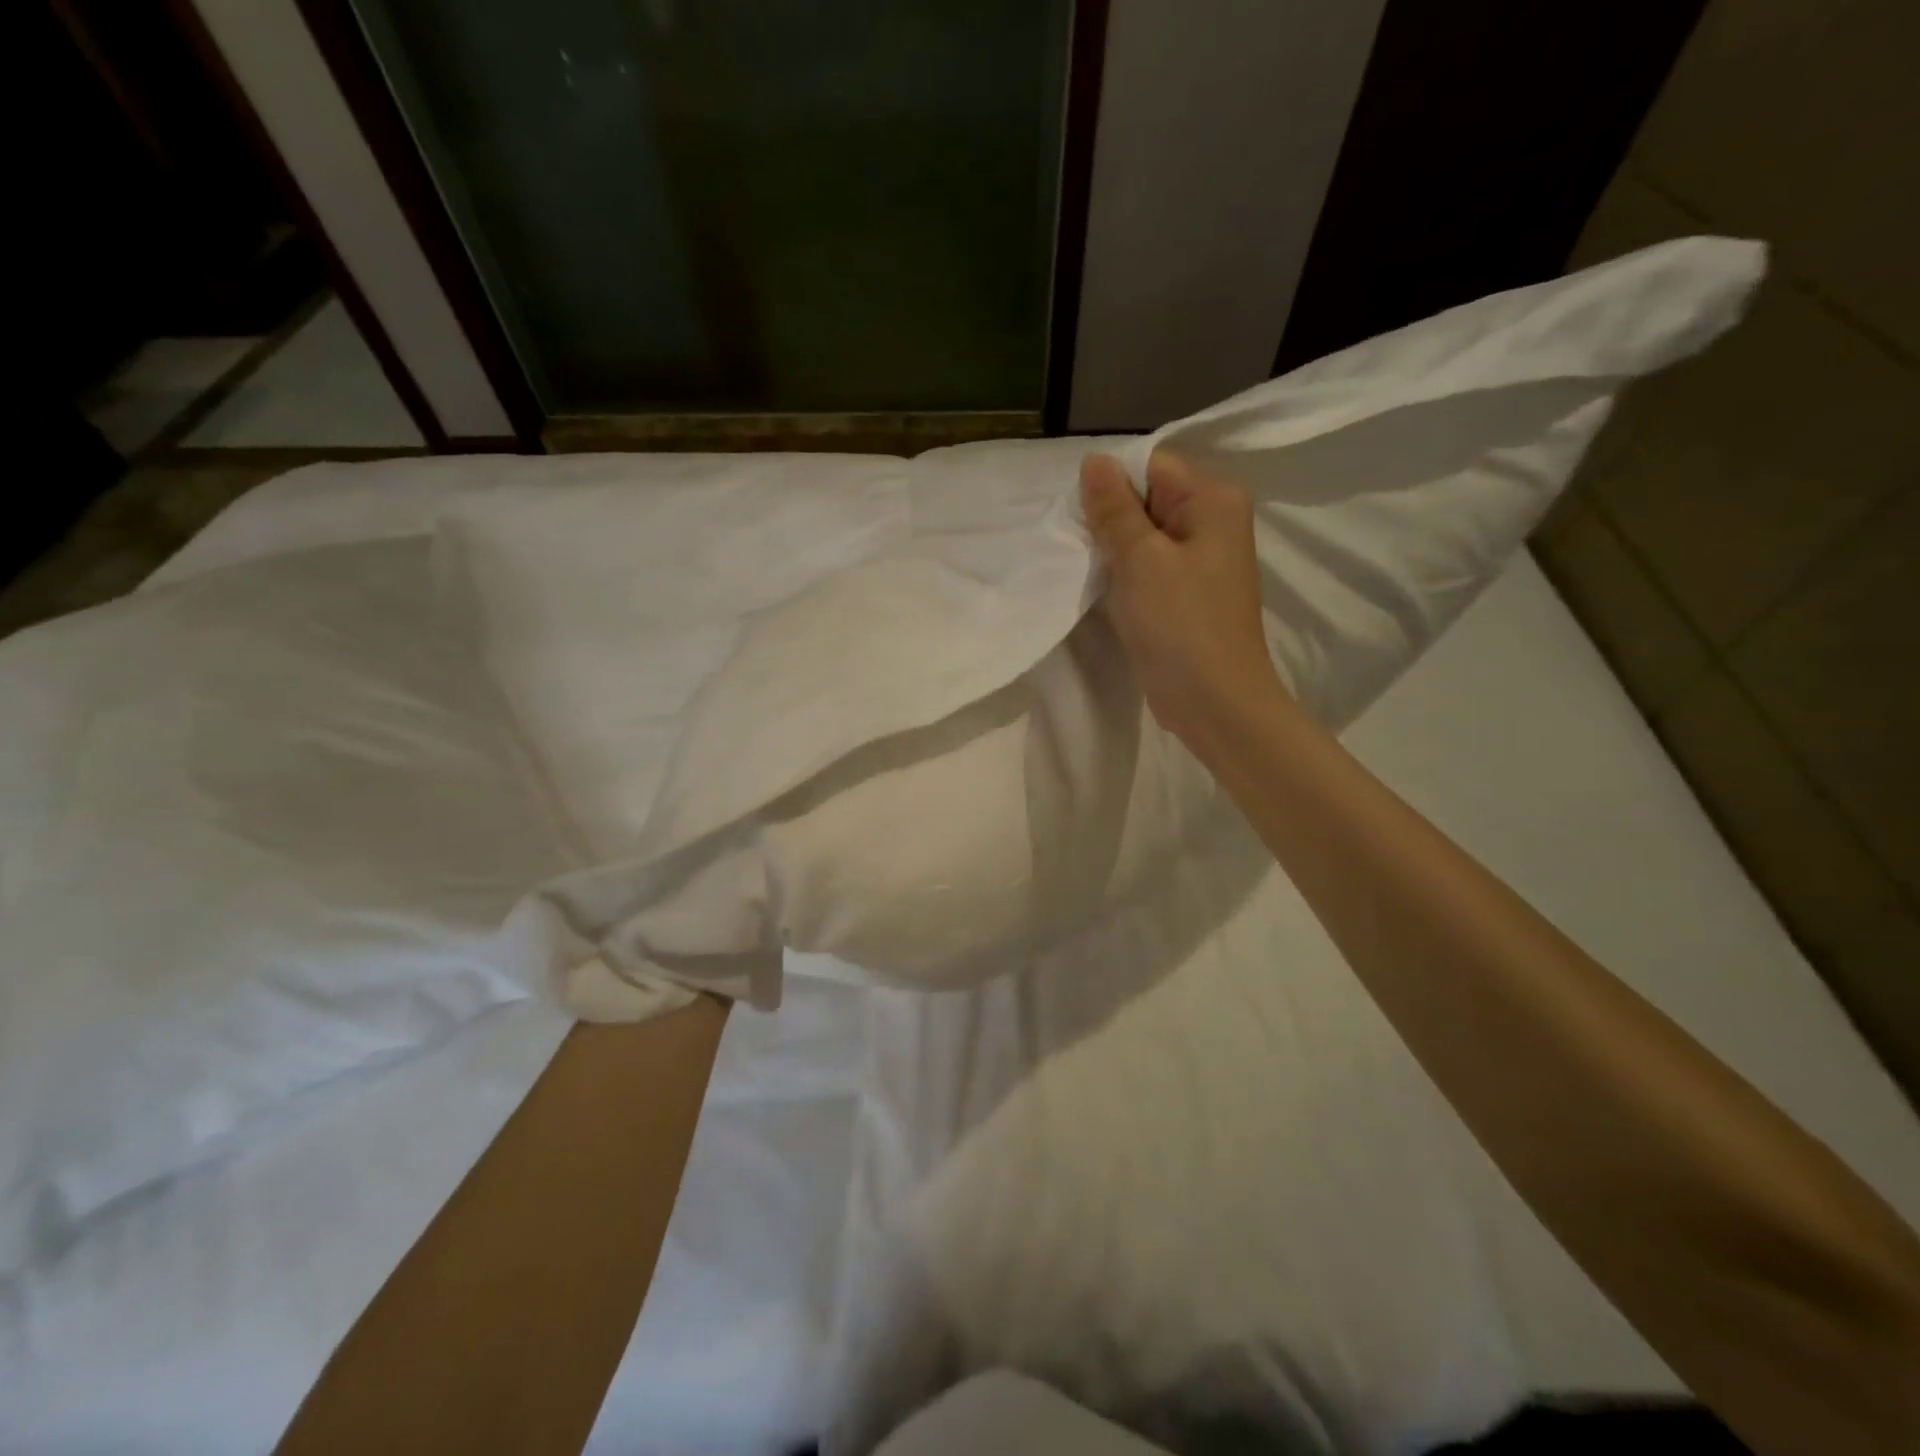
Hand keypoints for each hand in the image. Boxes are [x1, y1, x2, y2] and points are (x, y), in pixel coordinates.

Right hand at [1080, 450, 1284, 745]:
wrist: (1213, 701)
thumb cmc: (1180, 624)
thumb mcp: (1140, 559)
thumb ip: (1114, 508)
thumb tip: (1094, 460)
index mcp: (1213, 498)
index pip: (1151, 465)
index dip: (1110, 484)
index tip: (1078, 516)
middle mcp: (1213, 520)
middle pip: (1147, 497)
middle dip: (1108, 517)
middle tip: (1075, 543)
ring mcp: (1200, 559)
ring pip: (1143, 534)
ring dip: (1112, 548)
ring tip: (1083, 565)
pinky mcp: (1185, 592)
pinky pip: (1148, 565)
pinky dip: (1123, 572)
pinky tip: (1101, 586)